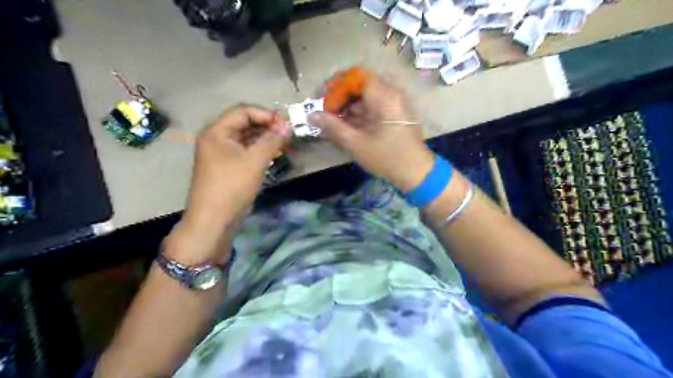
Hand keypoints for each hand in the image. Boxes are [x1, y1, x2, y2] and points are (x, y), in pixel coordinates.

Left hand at [168, 103, 288, 262]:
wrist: (213, 220)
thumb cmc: (232, 186)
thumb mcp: (255, 161)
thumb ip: (272, 140)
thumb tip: (287, 125)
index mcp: (217, 132)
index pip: (243, 111)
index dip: (266, 114)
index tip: (286, 124)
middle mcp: (216, 139)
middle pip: (244, 124)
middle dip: (267, 126)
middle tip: (287, 135)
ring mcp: (220, 154)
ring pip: (245, 139)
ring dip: (264, 139)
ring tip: (284, 144)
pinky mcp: (226, 167)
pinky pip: (244, 152)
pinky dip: (259, 151)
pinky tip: (272, 155)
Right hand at [309, 72, 433, 190]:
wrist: (417, 173)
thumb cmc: (387, 157)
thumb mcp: (357, 144)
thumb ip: (333, 127)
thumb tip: (310, 115)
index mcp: (384, 96)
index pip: (356, 76)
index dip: (337, 86)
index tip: (323, 101)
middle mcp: (391, 94)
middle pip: (360, 85)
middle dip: (340, 96)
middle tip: (325, 111)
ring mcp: (393, 105)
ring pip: (365, 97)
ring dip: (347, 106)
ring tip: (332, 122)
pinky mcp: (393, 115)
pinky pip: (372, 107)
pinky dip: (357, 114)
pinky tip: (345, 127)